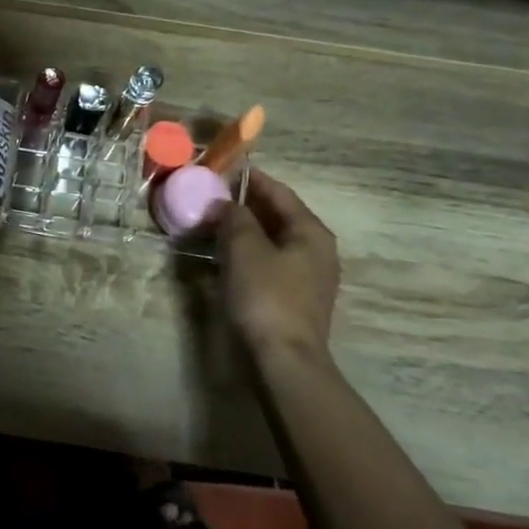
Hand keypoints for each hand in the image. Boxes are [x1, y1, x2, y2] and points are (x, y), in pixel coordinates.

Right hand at [218, 171, 338, 359]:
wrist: (284, 359)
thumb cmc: (266, 296)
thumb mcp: (245, 249)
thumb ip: (235, 218)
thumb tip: (226, 204)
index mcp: (311, 232)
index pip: (280, 193)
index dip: (252, 179)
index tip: (224, 169)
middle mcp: (316, 250)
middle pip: (279, 216)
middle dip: (246, 205)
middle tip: (212, 197)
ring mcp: (308, 277)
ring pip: (273, 241)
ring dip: (245, 230)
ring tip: (213, 224)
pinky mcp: (294, 298)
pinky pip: (269, 262)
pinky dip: (248, 253)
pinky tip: (225, 256)